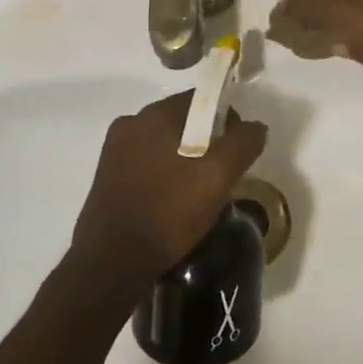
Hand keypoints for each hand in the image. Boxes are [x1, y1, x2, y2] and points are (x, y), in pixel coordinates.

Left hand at [70, 92, 267, 287]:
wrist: (112, 263)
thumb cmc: (168, 212)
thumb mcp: (217, 178)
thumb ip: (242, 144)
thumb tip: (256, 126)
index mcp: (153, 115)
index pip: (200, 100)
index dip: (226, 120)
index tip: (236, 152)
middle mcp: (129, 124)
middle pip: (182, 122)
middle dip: (207, 142)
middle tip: (222, 176)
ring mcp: (113, 152)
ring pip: (164, 145)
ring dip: (185, 160)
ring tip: (199, 194)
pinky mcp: (106, 178)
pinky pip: (147, 164)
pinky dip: (165, 175)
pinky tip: (173, 203)